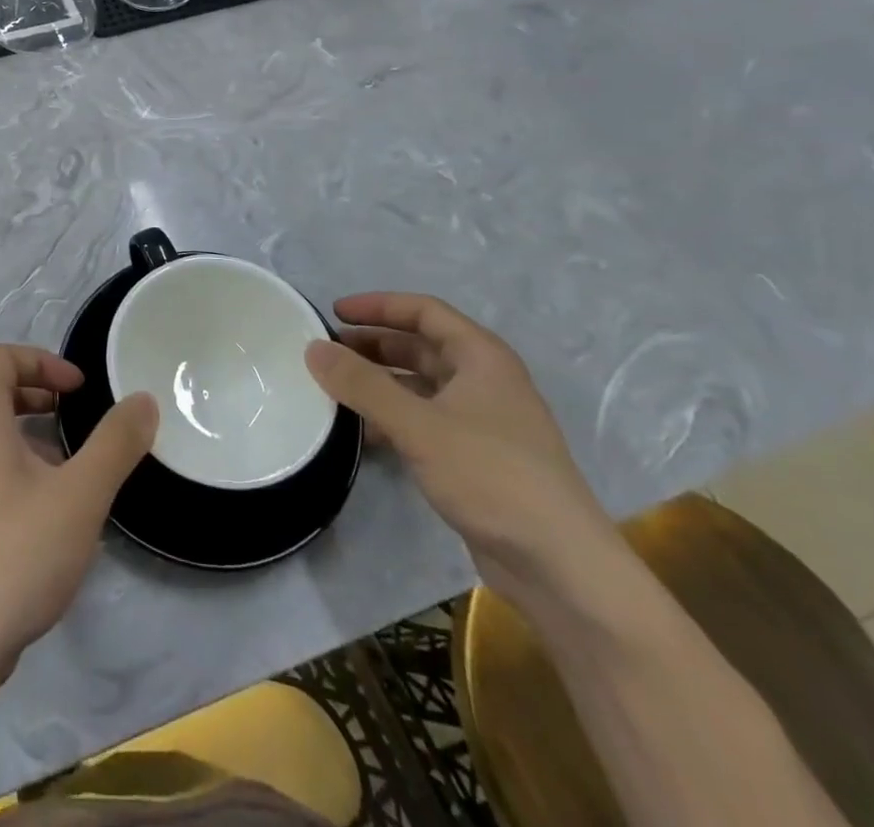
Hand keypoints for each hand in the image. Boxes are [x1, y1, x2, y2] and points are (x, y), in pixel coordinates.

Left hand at [0, 346, 156, 675]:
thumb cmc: (15, 554)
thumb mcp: (80, 495)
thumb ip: (115, 443)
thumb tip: (143, 401)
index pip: (0, 357)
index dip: (42, 361)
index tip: (78, 392)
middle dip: (38, 397)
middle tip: (76, 422)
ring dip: (28, 437)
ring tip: (68, 471)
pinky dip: (11, 470)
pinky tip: (43, 517)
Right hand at [305, 294, 614, 608]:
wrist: (560, 566)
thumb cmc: (492, 476)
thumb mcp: (419, 425)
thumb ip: (362, 385)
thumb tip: (313, 348)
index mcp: (481, 357)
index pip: (424, 311)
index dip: (378, 306)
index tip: (334, 313)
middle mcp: (484, 381)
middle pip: (420, 347)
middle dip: (373, 345)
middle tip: (326, 352)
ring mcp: (482, 421)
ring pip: (420, 386)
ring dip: (380, 383)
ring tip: (335, 389)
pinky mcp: (475, 458)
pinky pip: (424, 421)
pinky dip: (392, 418)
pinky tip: (362, 433)